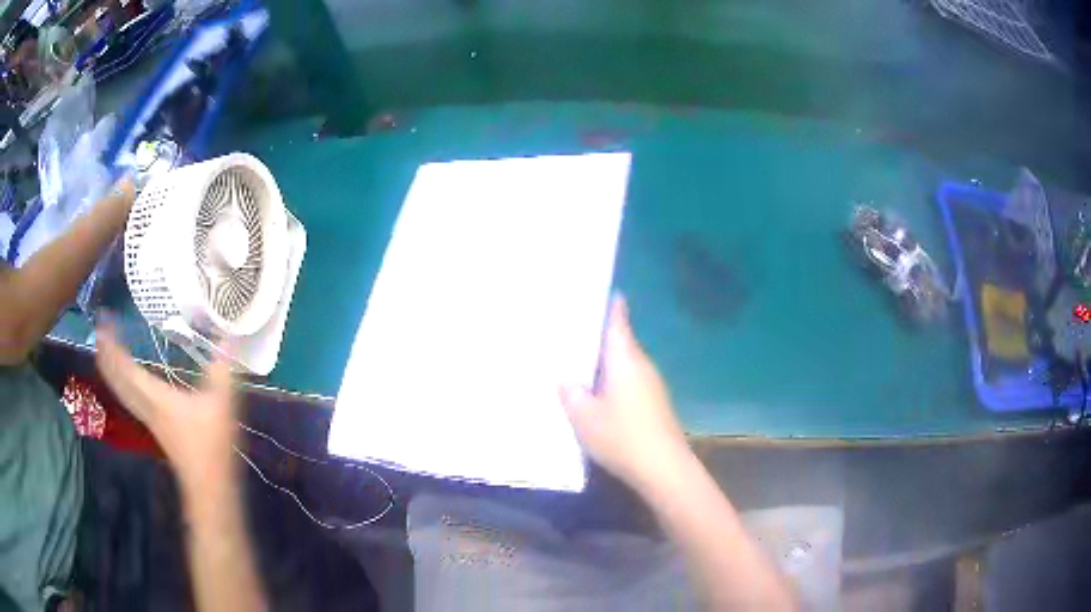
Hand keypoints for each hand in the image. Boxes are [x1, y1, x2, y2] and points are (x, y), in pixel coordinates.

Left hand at [94, 322, 237, 493]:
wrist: (210, 487)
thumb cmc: (212, 445)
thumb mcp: (221, 403)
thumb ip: (221, 369)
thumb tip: (227, 334)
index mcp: (156, 397)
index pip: (126, 367)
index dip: (112, 345)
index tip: (102, 321)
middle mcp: (146, 406)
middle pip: (118, 380)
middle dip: (105, 355)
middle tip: (98, 331)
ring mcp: (149, 419)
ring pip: (122, 391)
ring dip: (110, 370)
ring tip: (103, 351)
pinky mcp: (156, 427)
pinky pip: (129, 399)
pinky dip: (121, 384)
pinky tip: (126, 381)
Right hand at [560, 297, 689, 491]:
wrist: (662, 467)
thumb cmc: (622, 435)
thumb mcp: (585, 416)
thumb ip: (572, 393)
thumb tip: (566, 379)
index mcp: (625, 359)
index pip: (619, 322)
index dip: (612, 305)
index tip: (603, 290)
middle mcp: (642, 365)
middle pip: (621, 341)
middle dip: (600, 335)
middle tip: (573, 329)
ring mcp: (651, 385)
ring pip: (625, 363)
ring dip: (606, 361)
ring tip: (579, 359)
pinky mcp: (654, 404)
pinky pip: (629, 381)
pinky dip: (613, 380)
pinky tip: (598, 392)